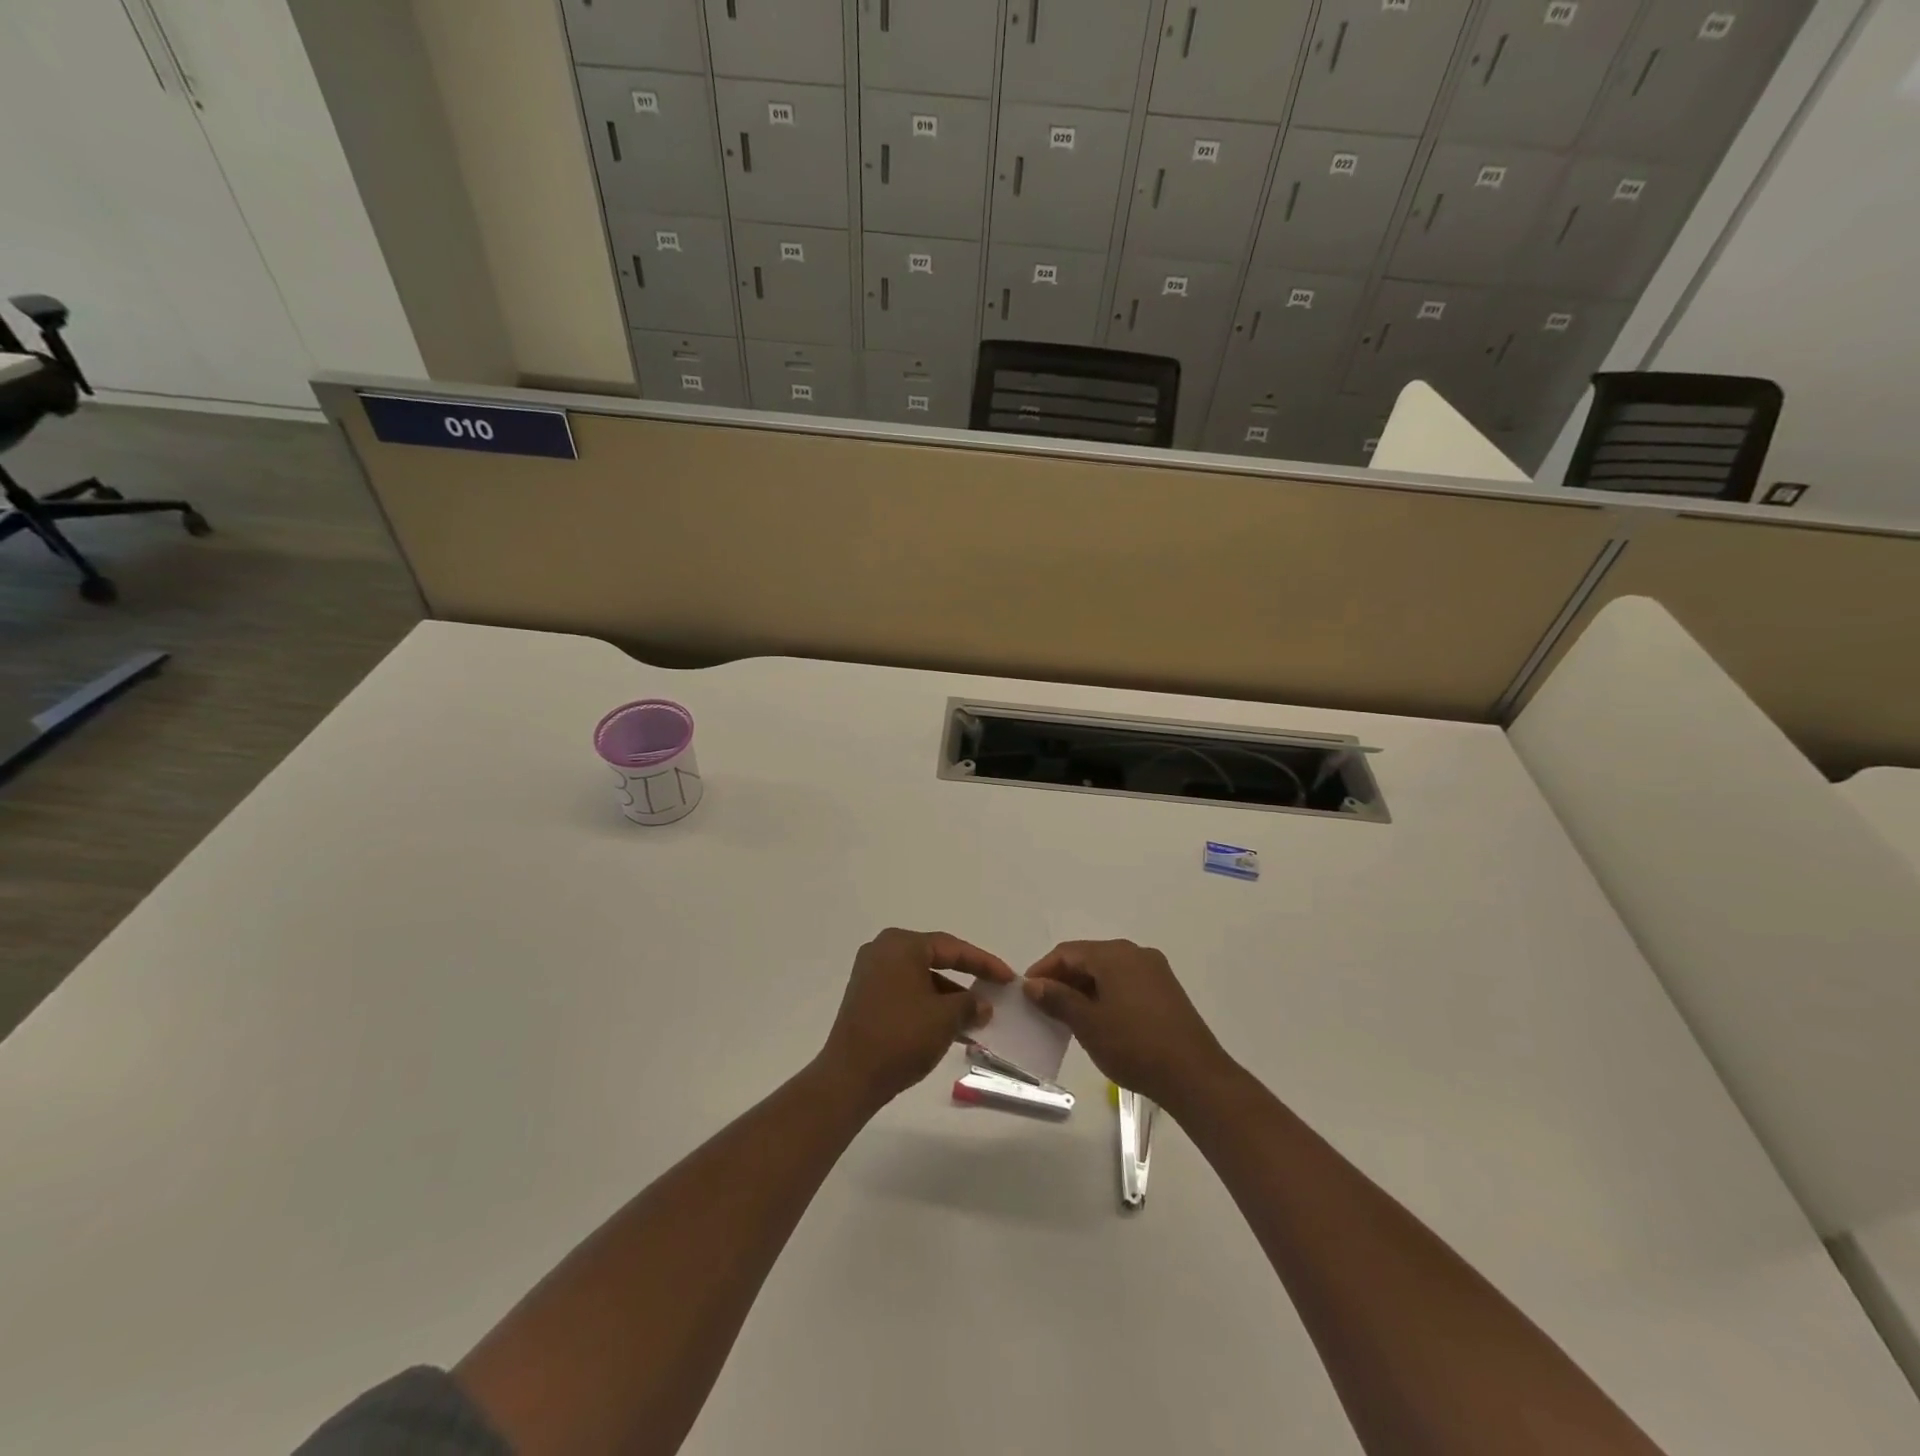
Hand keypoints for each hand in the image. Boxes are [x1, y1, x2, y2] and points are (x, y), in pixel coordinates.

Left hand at [820, 929, 1014, 1108]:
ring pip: (921, 979)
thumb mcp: (945, 1018)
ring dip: (948, 997)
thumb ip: (969, 1004)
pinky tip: (949, 1027)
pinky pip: (906, 993)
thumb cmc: (901, 1036)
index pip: (952, 948)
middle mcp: (882, 951)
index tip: (1008, 977)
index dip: (984, 963)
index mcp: (901, 945)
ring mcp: (870, 975)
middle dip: (966, 978)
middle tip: (993, 990)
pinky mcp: (865, 998)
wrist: (849, 1078)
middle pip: (935, 960)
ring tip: (975, 1017)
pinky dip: (928, 1005)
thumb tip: (983, 1005)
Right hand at [1022, 940, 1232, 1110]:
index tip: (1026, 993)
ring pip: (1108, 971)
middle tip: (1044, 1006)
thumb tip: (1033, 984)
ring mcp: (1155, 971)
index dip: (1043, 970)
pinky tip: (1099, 1020)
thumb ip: (1058, 999)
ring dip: (1084, 988)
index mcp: (1114, 954)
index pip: (1068, 952)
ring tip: (1068, 1016)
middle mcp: (1135, 953)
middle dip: (1063, 979)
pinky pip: (1126, 982)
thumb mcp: (1088, 1024)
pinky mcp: (1166, 991)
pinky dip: (1106, 994)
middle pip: (1089, 958)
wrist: (1194, 1076)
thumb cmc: (1134, 1045)